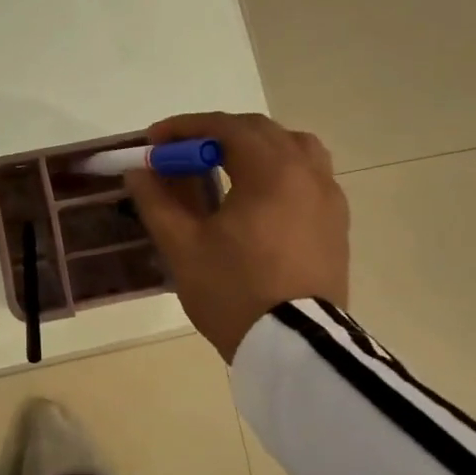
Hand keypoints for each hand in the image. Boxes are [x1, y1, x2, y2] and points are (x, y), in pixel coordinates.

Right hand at [124, 112, 349, 362]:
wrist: (295, 347)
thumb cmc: (234, 291)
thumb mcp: (182, 246)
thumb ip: (157, 201)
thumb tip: (138, 171)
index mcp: (271, 172)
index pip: (225, 127)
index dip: (184, 128)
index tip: (154, 142)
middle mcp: (307, 173)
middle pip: (260, 131)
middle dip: (215, 134)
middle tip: (181, 155)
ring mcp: (329, 199)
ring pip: (293, 148)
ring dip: (254, 147)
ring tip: (225, 168)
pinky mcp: (337, 224)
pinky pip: (309, 176)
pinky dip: (279, 170)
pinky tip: (257, 198)